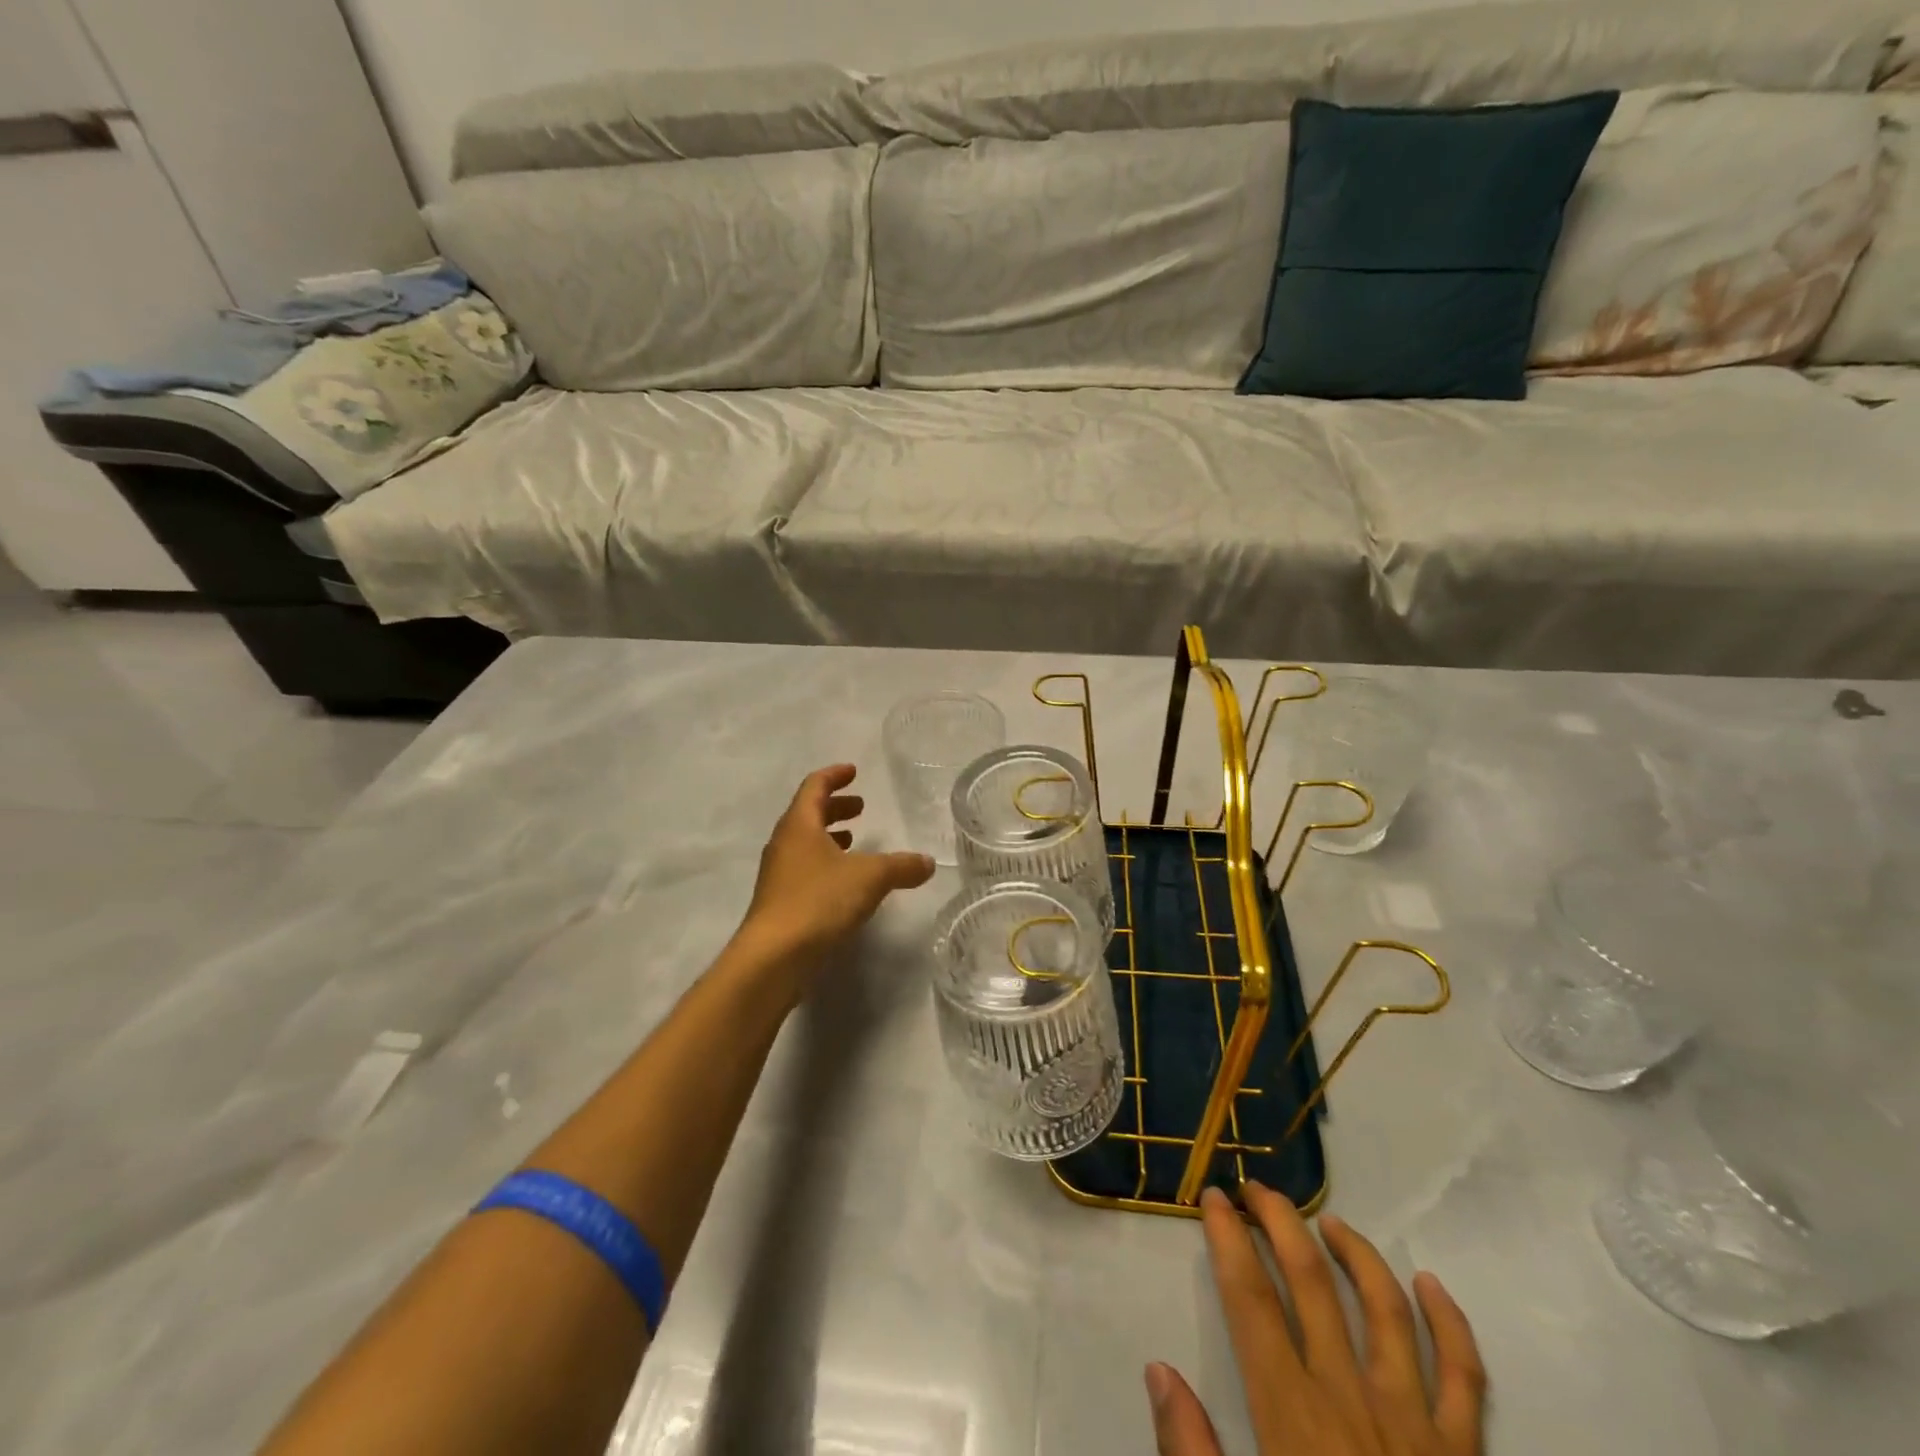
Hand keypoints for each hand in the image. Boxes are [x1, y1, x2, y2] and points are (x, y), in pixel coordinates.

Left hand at [738, 764, 935, 973]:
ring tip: (854, 841)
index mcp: (799, 825)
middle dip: (835, 807)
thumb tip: (928, 863)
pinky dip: (825, 864)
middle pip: (807, 814)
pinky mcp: (779, 903)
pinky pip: (804, 869)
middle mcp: (783, 844)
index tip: (854, 771)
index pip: (814, 787)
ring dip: (829, 837)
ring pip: (805, 844)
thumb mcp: (870, 878)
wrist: (773, 957)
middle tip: (860, 807)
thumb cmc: (818, 901)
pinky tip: (844, 883)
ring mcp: (778, 875)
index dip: (834, 776)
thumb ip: (901, 866)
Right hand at [1146, 1183, 1484, 1455]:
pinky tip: (1431, 1283)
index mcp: (1293, 1418)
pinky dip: (1451, 1324)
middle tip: (1257, 1189)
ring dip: (1354, 1253)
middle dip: (1280, 1224)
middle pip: (1311, 1282)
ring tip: (1326, 1220)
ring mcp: (1416, 1427)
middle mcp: (1352, 1401)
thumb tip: (1158, 1370)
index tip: (1214, 1198)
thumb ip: (1192, 1453)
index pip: (1250, 1300)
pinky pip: (1465, 1378)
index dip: (1228, 1239)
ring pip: (1385, 1309)